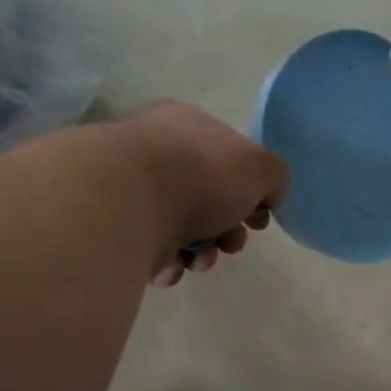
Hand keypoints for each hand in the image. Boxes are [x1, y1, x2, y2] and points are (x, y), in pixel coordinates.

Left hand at [118, 102, 288, 286]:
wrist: (131, 203)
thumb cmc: (201, 175)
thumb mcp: (260, 168)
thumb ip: (274, 178)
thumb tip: (266, 196)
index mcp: (187, 125)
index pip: (228, 158)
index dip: (251, 193)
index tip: (259, 219)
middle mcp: (155, 152)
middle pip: (208, 200)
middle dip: (227, 231)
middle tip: (231, 243)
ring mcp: (131, 190)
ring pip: (181, 230)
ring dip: (201, 252)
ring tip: (198, 260)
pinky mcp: (115, 226)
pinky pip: (152, 250)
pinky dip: (168, 263)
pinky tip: (171, 265)